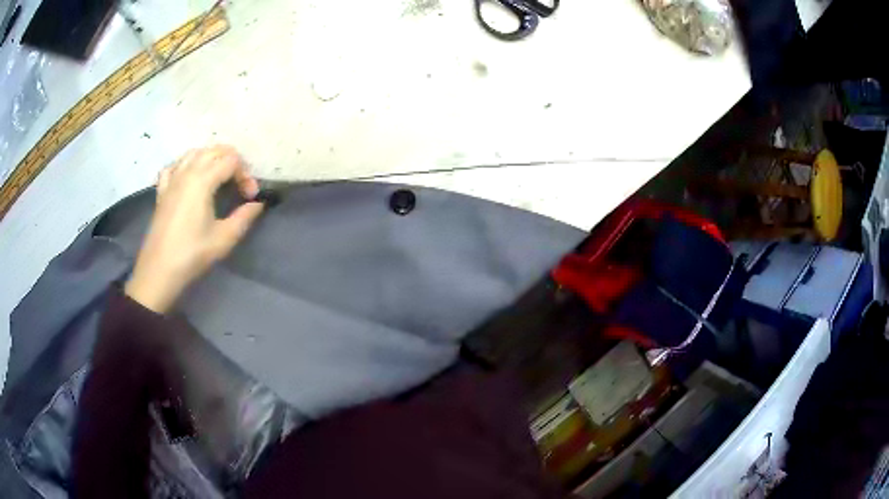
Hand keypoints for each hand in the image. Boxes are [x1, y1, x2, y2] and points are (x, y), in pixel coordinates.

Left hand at [124, 145, 264, 312]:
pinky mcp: (162, 191)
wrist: (158, 271)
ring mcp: (171, 179)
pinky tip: (190, 177)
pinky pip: (174, 165)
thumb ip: (244, 217)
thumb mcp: (223, 239)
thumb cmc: (191, 254)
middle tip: (239, 184)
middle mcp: (186, 172)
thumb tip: (258, 204)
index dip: (246, 175)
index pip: (231, 161)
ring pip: (194, 153)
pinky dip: (186, 165)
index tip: (250, 197)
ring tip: (220, 176)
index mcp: (202, 180)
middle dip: (232, 161)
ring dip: (211, 158)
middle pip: (214, 150)